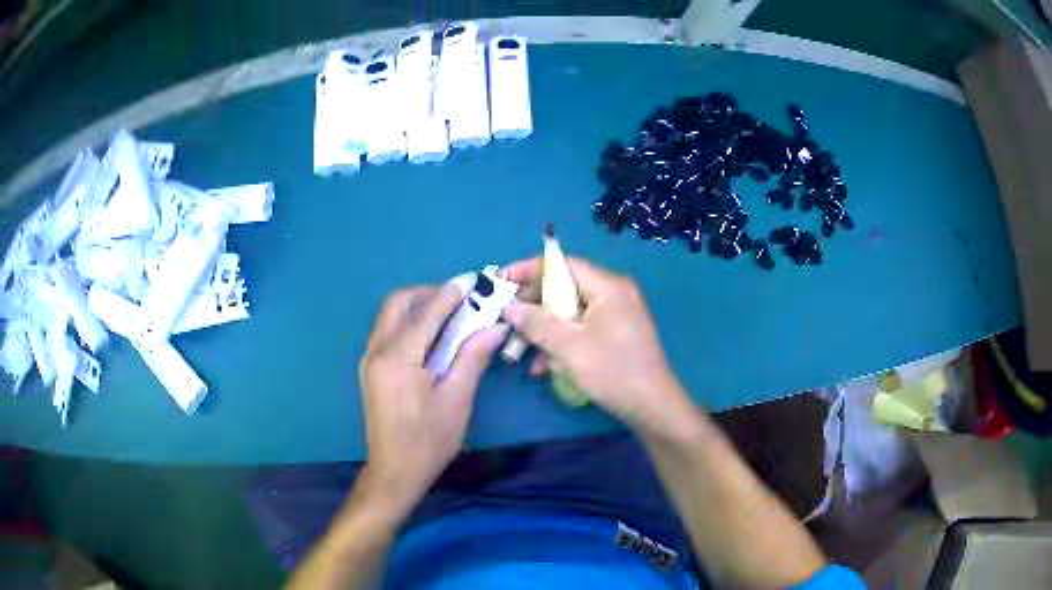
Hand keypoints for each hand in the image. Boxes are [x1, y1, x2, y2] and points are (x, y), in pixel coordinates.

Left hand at [358, 276, 508, 519]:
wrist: (394, 471)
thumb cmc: (429, 441)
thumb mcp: (456, 401)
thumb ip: (472, 358)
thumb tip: (494, 327)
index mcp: (398, 358)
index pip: (426, 313)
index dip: (450, 294)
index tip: (472, 280)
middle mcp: (377, 351)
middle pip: (398, 303)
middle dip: (428, 294)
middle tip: (459, 303)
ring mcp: (369, 359)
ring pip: (389, 315)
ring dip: (417, 308)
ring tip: (449, 318)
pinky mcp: (370, 368)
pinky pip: (387, 331)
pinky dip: (408, 323)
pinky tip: (431, 339)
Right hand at [503, 257, 699, 436]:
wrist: (652, 407)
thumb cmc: (613, 371)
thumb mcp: (570, 347)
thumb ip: (537, 323)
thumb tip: (511, 307)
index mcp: (608, 286)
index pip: (563, 264)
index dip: (529, 269)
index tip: (502, 280)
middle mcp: (613, 293)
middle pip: (564, 288)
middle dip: (534, 306)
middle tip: (508, 319)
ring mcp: (616, 314)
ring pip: (569, 312)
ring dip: (545, 330)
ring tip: (521, 350)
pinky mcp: (615, 334)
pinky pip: (581, 328)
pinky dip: (562, 342)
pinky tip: (545, 366)